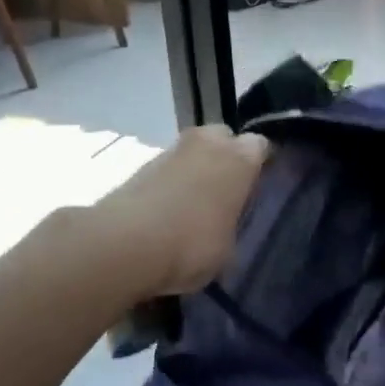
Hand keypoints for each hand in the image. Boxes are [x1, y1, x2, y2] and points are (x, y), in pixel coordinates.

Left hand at [89, 125, 268, 296]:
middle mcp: (208, 143)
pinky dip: (168, 185)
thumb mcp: (228, 247)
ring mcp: (170, 151)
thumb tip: (221, 226)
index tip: (257, 184)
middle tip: (224, 189)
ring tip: (192, 206)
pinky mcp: (139, 166)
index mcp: (240, 158)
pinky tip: (166, 214)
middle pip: (223, 138)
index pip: (260, 146)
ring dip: (194, 170)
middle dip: (224, 156)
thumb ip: (230, 225)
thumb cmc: (193, 244)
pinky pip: (166, 170)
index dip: (260, 163)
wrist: (124, 245)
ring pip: (192, 152)